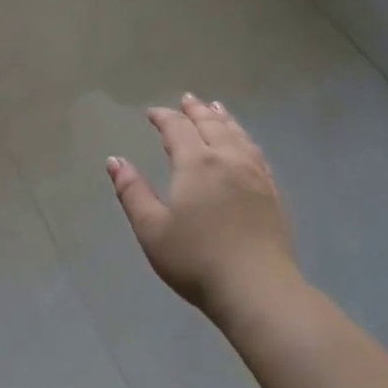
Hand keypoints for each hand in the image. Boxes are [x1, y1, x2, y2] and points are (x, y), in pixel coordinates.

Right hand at [107, 94, 298, 322]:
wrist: (257, 288)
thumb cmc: (195, 259)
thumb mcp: (151, 228)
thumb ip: (132, 191)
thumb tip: (115, 160)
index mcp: (196, 164)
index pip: (177, 129)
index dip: (164, 117)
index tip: (152, 112)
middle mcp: (228, 160)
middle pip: (211, 125)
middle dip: (196, 110)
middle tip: (187, 99)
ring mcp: (255, 175)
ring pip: (238, 135)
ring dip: (223, 119)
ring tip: (217, 108)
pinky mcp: (272, 193)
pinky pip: (257, 153)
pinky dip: (245, 138)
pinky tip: (244, 144)